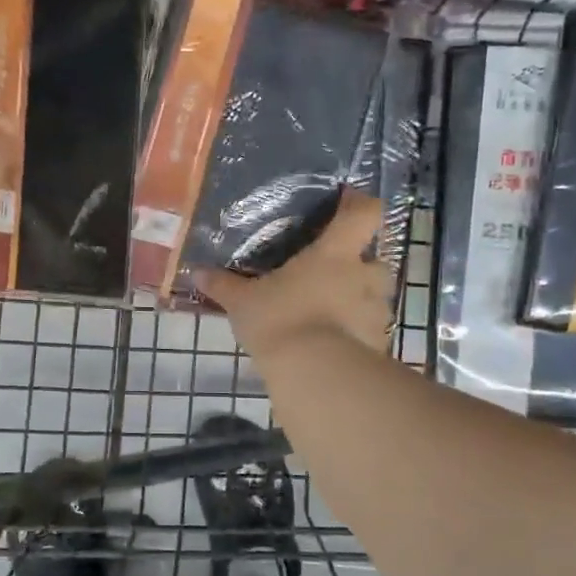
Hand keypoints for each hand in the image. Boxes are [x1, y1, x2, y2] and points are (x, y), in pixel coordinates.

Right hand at [198, 191, 394, 359]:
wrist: (315, 373)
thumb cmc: (279, 320)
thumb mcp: (242, 303)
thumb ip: (223, 285)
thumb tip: (196, 272)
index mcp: (334, 254)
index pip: (364, 213)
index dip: (358, 203)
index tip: (346, 202)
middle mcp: (363, 276)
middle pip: (375, 258)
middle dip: (359, 264)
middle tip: (332, 273)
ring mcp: (376, 311)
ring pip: (374, 296)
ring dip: (358, 299)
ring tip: (330, 313)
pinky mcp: (378, 343)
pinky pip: (370, 329)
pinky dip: (356, 332)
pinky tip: (333, 345)